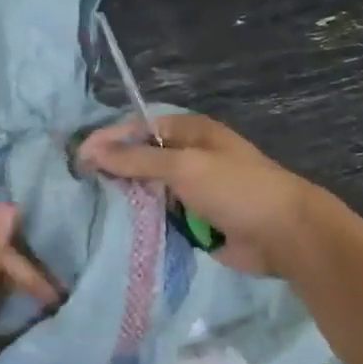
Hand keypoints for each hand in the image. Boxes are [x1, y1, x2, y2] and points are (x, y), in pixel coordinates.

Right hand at [78, 113, 342, 276]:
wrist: (285, 235)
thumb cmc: (236, 189)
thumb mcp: (184, 167)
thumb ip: (136, 160)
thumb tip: (91, 149)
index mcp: (190, 132)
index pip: (139, 128)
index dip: (109, 139)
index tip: (78, 157)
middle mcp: (188, 157)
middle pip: (140, 159)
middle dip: (114, 170)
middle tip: (79, 184)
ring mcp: (191, 190)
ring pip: (147, 191)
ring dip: (127, 199)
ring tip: (90, 208)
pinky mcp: (193, 220)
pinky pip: (159, 216)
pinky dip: (143, 221)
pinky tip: (116, 228)